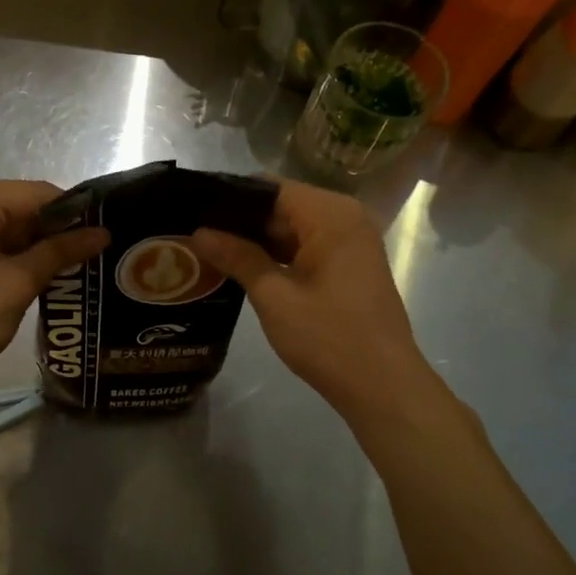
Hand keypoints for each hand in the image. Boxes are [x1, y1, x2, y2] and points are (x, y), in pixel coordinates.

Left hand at [0, 180, 108, 405]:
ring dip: (31, 242)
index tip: (102, 234)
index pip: (34, 194)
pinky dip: (7, 250)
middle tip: (91, 253)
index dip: (72, 213)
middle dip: (51, 229)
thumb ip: (59, 252)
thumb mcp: (15, 286)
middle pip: (15, 204)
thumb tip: (102, 233)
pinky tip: (34, 270)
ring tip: (71, 264)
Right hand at [190, 179, 437, 418]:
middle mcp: (345, 217)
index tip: (193, 208)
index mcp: (331, 214)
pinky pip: (307, 246)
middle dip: (240, 220)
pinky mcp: (350, 265)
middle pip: (282, 205)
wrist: (383, 386)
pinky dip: (278, 255)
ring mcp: (351, 241)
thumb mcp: (274, 296)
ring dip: (257, 240)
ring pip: (293, 227)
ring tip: (209, 250)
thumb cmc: (329, 338)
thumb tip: (199, 232)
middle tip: (193, 233)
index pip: (270, 187)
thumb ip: (237, 257)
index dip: (230, 197)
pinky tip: (242, 268)